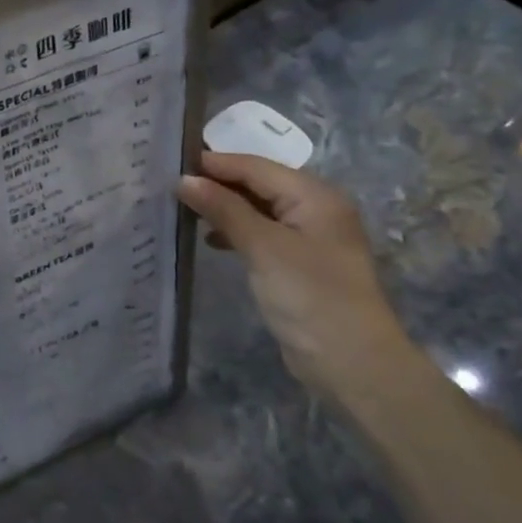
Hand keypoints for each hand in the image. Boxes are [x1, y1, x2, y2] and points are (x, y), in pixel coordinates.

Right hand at [177, 152, 414, 398]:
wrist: (350, 361)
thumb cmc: (308, 294)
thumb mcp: (262, 247)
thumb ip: (223, 209)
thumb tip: (184, 180)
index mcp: (315, 195)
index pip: (256, 167)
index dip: (215, 163)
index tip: (171, 161)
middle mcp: (315, 209)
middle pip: (258, 184)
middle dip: (217, 183)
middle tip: (171, 184)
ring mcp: (309, 238)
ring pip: (258, 209)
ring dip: (224, 208)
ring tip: (184, 209)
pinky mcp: (298, 263)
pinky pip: (262, 234)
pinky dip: (235, 232)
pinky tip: (210, 240)